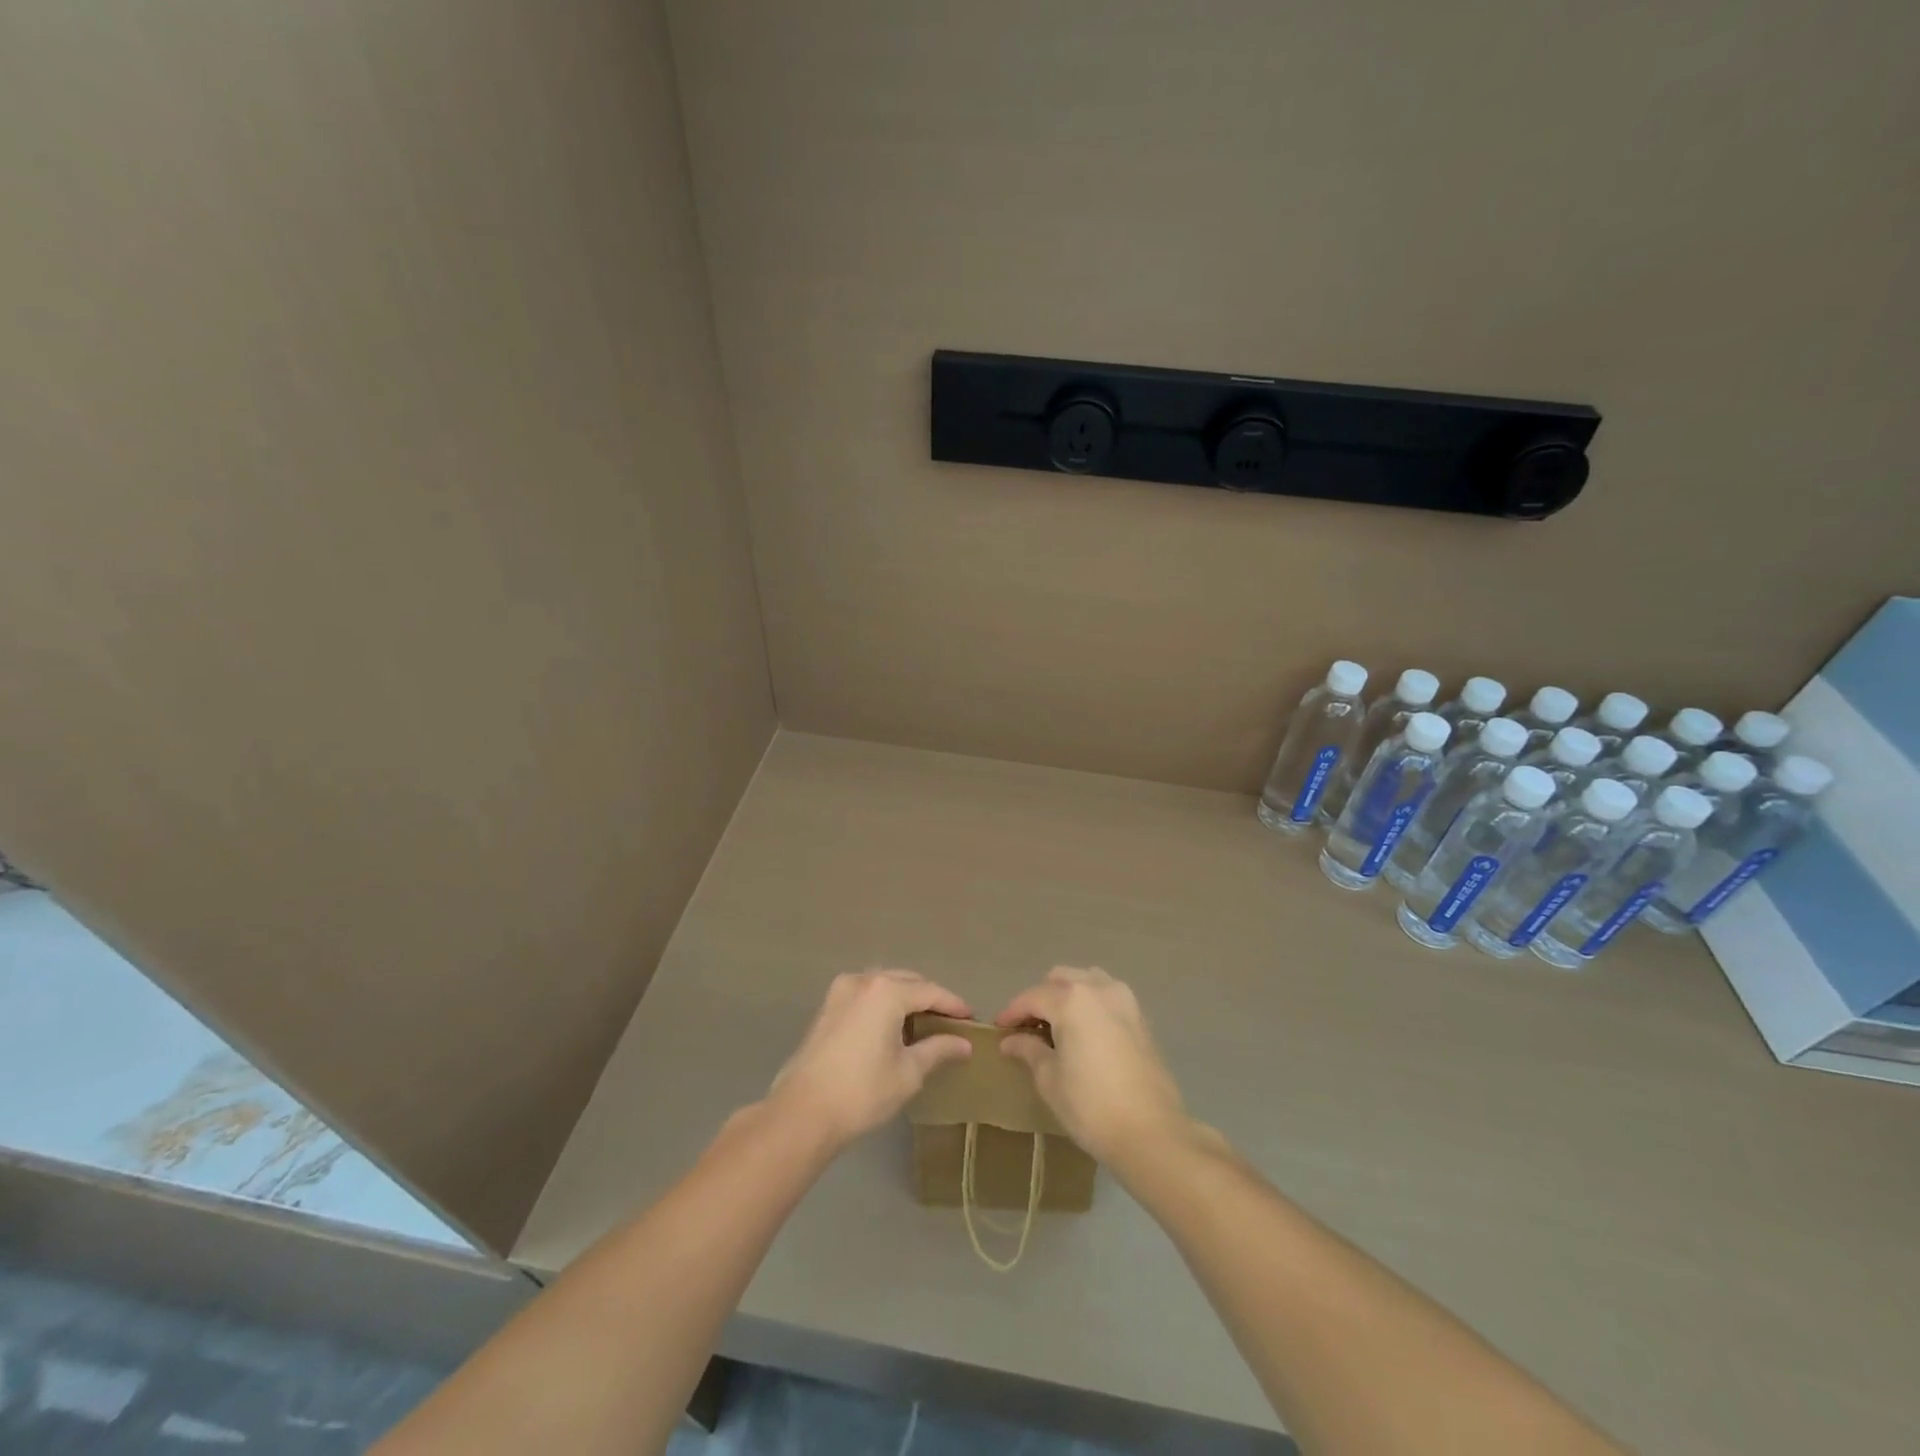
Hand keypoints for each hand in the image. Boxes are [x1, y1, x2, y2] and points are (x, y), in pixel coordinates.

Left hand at [769, 970, 973, 1149]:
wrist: (802, 1112)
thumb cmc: (862, 1091)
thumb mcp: (908, 1072)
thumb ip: (938, 1050)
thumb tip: (964, 1044)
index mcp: (886, 991)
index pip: (930, 991)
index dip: (953, 1005)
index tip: (972, 1019)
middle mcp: (863, 980)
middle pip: (906, 981)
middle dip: (929, 998)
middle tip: (950, 1022)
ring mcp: (840, 992)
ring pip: (884, 985)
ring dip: (905, 999)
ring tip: (924, 1025)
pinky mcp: (827, 1008)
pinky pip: (865, 996)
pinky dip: (883, 1005)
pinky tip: (892, 1028)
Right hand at [996, 967, 1191, 1165]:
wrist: (1151, 1133)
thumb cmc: (1091, 1106)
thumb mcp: (1050, 1079)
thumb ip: (1029, 1050)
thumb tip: (1011, 1041)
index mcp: (1072, 999)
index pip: (1032, 997)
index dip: (1012, 1012)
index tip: (999, 1028)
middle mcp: (1098, 989)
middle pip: (1060, 980)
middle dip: (1040, 998)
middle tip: (1027, 1027)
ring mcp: (1124, 1000)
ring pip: (1087, 981)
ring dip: (1067, 994)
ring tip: (1056, 1025)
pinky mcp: (1141, 1018)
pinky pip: (1107, 997)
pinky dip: (1090, 1004)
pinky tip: (1083, 1032)